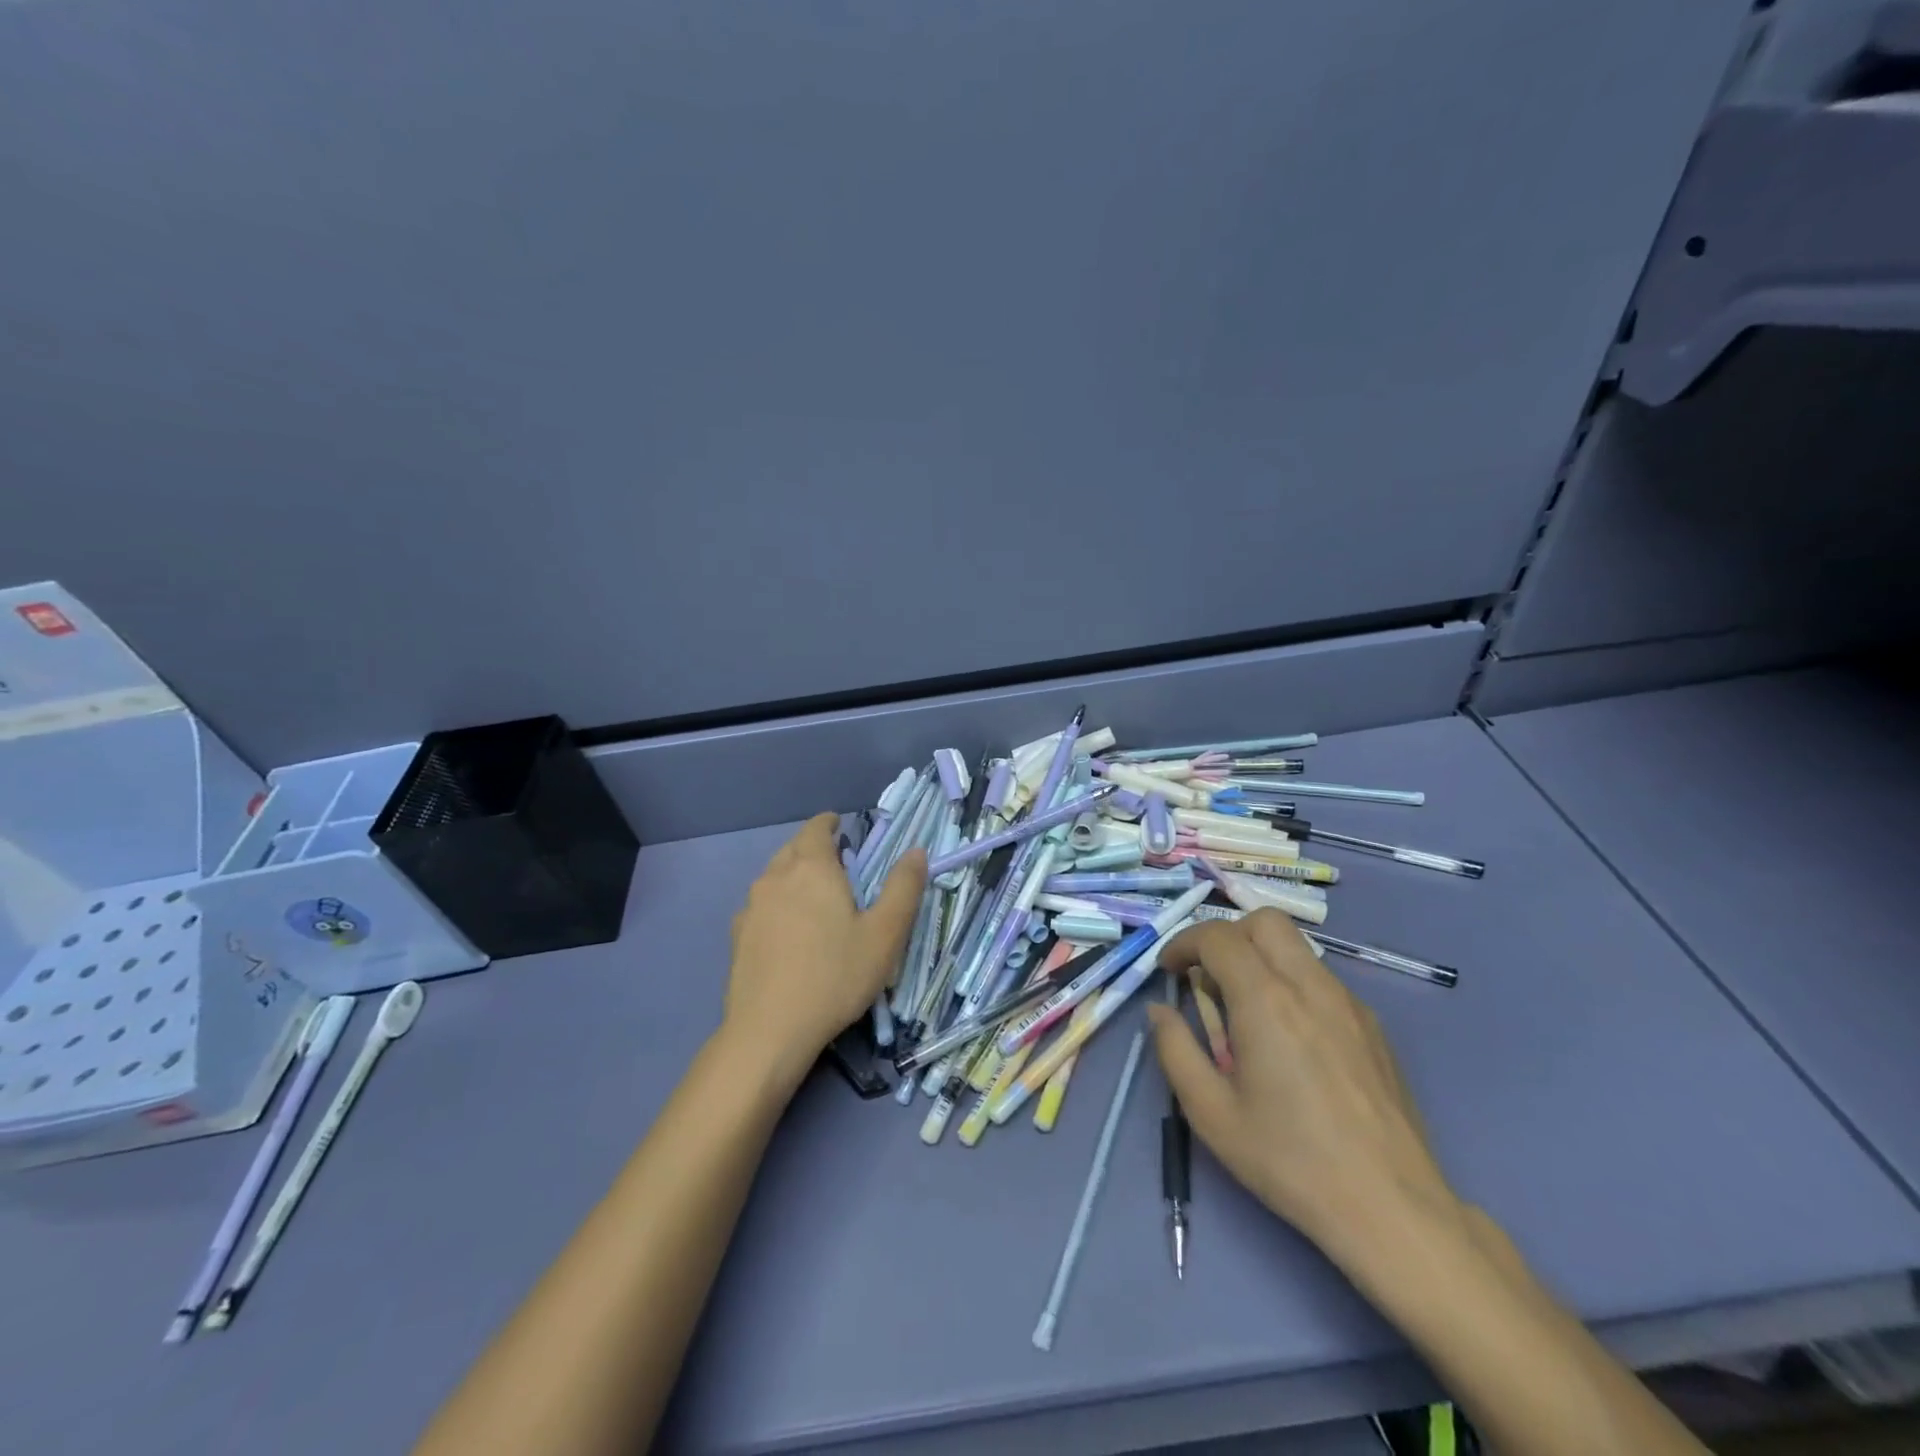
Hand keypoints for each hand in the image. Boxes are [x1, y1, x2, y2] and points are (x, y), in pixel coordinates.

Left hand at [721, 813, 926, 1093]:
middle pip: (794, 848)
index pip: (817, 827)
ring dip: (794, 875)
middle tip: (839, 866)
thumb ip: (903, 888)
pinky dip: (778, 904)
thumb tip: (916, 851)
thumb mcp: (884, 934)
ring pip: (774, 876)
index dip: (830, 823)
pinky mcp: (737, 935)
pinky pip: (762, 905)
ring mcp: (751, 906)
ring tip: (816, 898)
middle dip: (814, 848)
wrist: (769, 1031)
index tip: (843, 828)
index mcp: (812, 867)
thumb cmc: (835, 976)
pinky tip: (789, 932)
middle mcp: (775, 876)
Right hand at [1148, 909, 1462, 1272]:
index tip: (1169, 970)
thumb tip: (1159, 1011)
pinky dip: (1292, 984)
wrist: (1391, 1208)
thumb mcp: (1211, 1113)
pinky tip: (1290, 1039)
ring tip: (1247, 1011)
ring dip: (1260, 958)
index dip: (1183, 943)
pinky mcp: (1372, 1026)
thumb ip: (1174, 1050)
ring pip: (1297, 947)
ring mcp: (1348, 1003)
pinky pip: (1322, 980)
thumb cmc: (1290, 1160)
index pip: (1217, 937)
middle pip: (1264, 921)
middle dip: (1227, 936)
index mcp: (1265, 1000)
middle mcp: (1309, 986)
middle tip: (1209, 977)